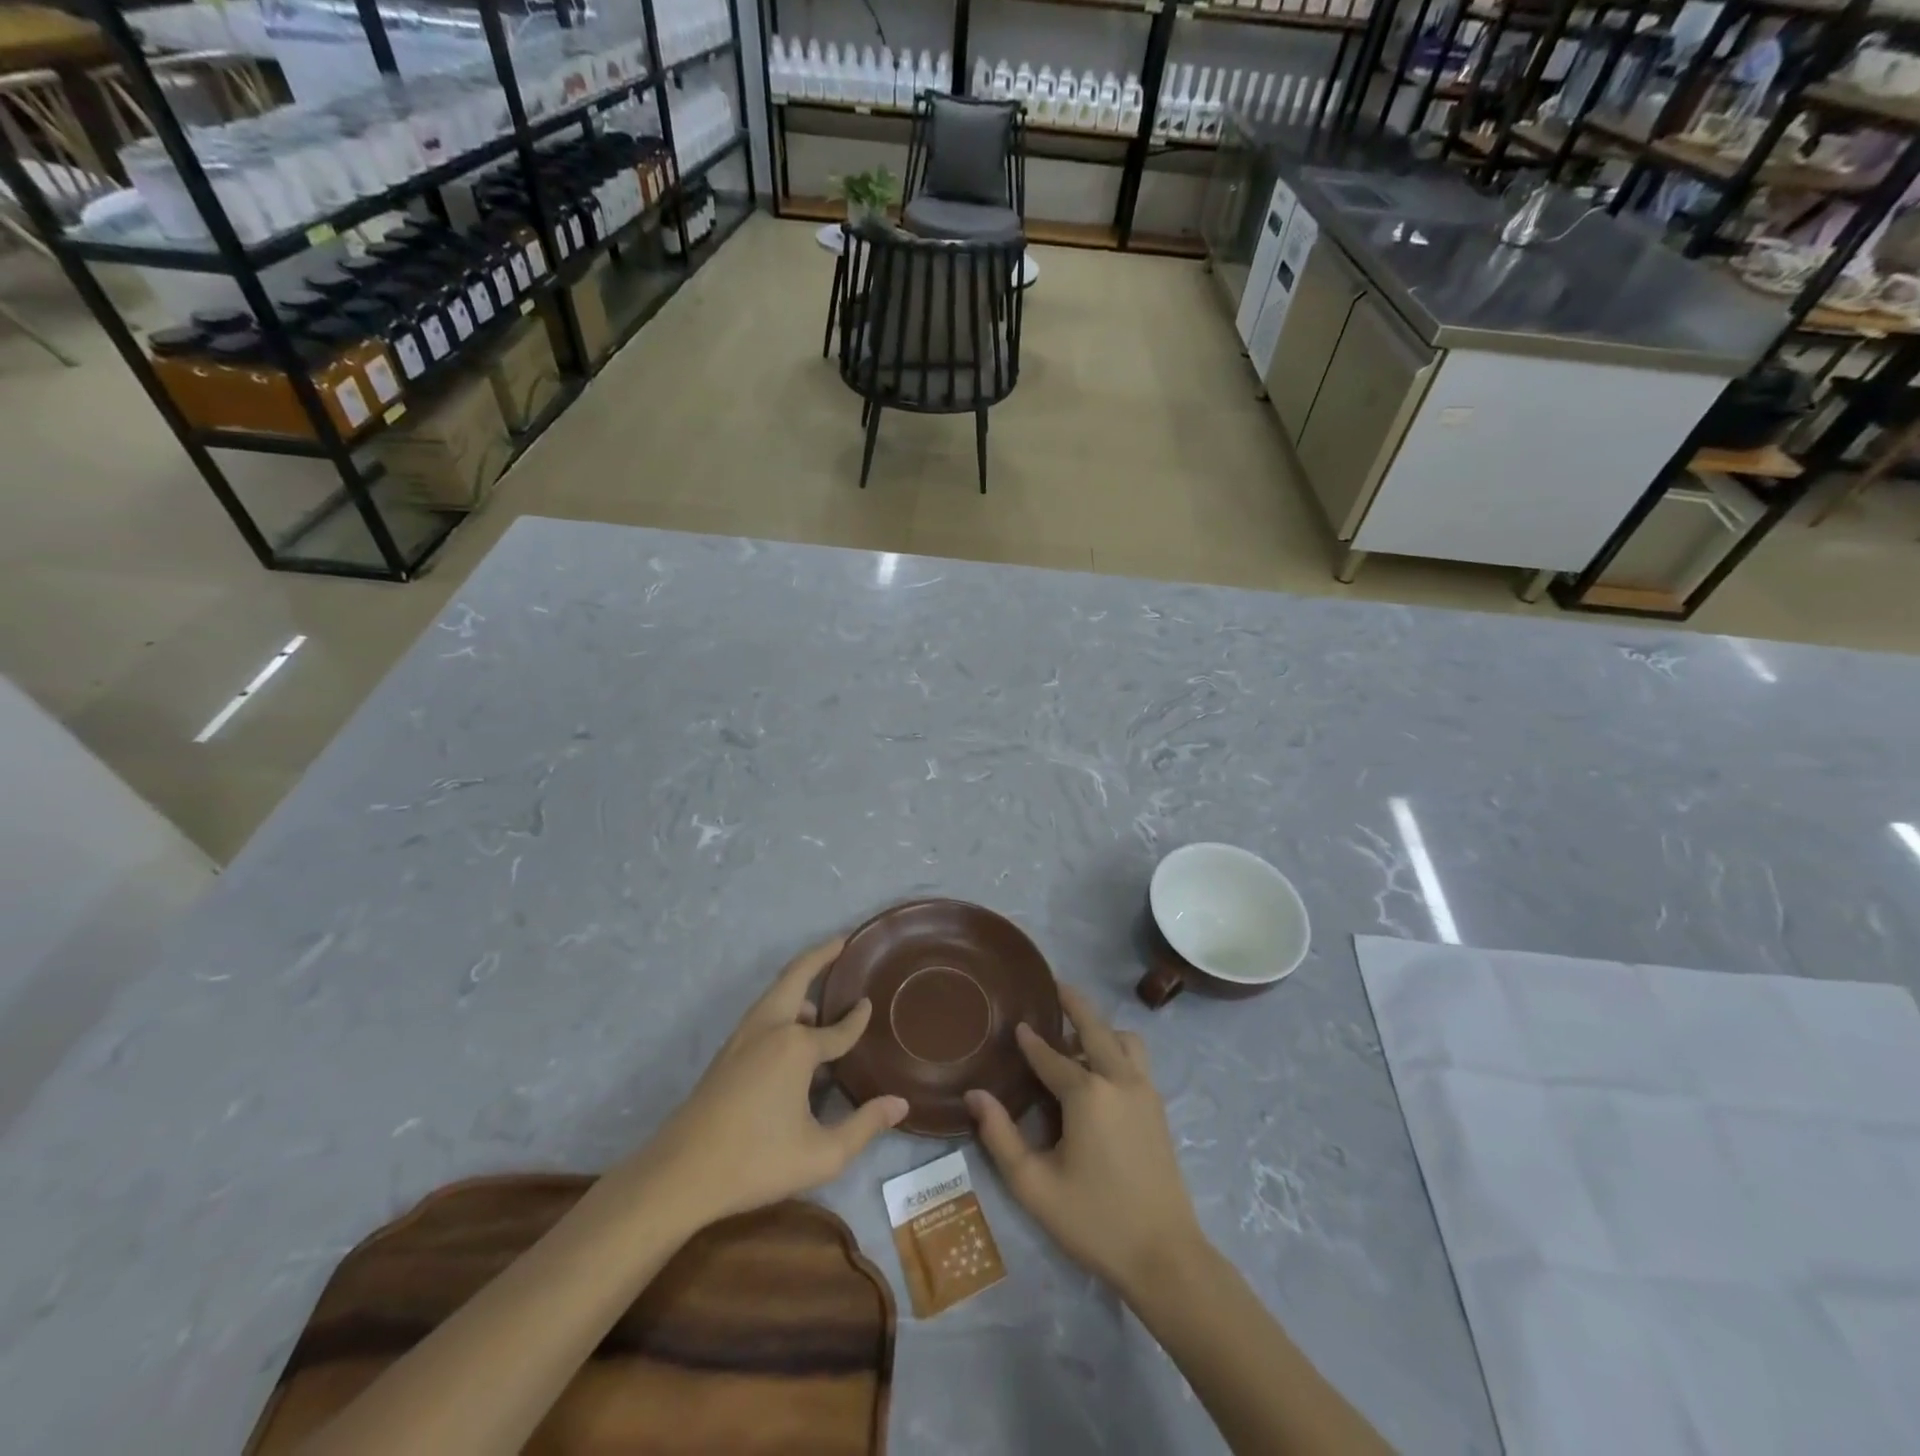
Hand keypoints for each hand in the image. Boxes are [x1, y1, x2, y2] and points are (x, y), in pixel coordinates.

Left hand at [634, 937, 907, 1225]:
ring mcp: (744, 1037)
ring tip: (821, 991)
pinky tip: (792, 1030)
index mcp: (796, 1047)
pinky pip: (763, 1012)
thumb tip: (900, 1104)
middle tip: (841, 941)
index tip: (870, 1004)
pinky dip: (783, 1002)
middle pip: (796, 976)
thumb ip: (865, 1126)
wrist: (679, 1174)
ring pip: (775, 993)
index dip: (858, 1019)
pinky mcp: (727, 1051)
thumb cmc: (756, 1161)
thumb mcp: (822, 1155)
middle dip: (820, 955)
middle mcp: (770, 1028)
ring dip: (799, 981)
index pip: (839, 1028)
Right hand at [966, 985, 1203, 1296]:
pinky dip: (1116, 1049)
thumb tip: (975, 1095)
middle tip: (1055, 986)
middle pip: (1095, 1027)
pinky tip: (1101, 1071)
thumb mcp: (1034, 1184)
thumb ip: (1000, 1136)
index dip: (1030, 1041)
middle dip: (1073, 1004)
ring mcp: (1144, 1091)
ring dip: (1101, 1029)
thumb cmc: (1094, 1220)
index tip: (1016, 1024)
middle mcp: (1119, 1079)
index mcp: (1087, 1093)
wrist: (1165, 1256)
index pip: (1051, 1056)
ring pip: (1123, 1040)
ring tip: (1077, 1038)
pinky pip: (1136, 1060)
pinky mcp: (1158, 1107)